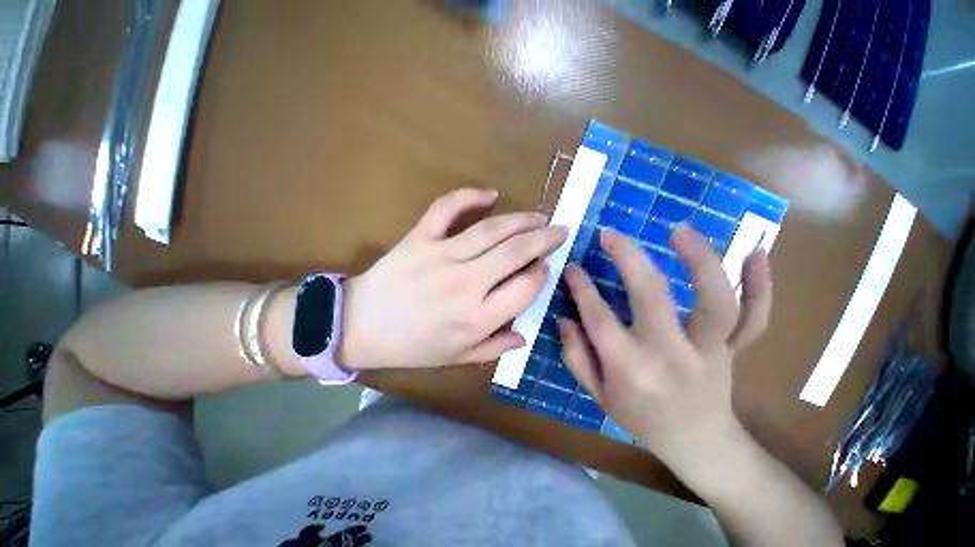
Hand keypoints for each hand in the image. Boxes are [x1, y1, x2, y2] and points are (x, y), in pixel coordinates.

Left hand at [338, 188, 566, 369]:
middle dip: (545, 238)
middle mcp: (465, 284)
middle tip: (560, 230)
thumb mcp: (457, 358)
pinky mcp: (419, 238)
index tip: (544, 268)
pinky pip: (447, 209)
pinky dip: (469, 196)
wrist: (359, 326)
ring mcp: (441, 256)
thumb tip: (524, 335)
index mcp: (477, 318)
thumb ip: (494, 348)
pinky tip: (490, 194)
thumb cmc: (412, 347)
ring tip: (539, 217)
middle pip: (516, 252)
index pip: (526, 286)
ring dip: (521, 219)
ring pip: (491, 229)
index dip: (541, 274)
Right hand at [559, 225, 771, 468]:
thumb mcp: (598, 395)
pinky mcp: (735, 349)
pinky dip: (762, 284)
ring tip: (678, 229)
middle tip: (611, 234)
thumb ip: (576, 355)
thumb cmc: (642, 420)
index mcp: (631, 368)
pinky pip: (755, 316)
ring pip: (715, 300)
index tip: (572, 267)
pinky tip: (755, 252)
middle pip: (652, 296)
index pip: (599, 317)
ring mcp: (711, 350)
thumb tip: (565, 318)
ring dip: (700, 260)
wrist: (701, 446)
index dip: (582, 288)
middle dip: (628, 258)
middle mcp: (671, 354)